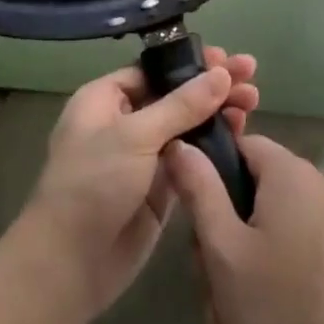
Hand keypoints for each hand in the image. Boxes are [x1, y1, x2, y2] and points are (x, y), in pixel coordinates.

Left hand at [15, 48, 258, 323]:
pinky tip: (241, 136)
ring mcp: (143, 157)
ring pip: (187, 127)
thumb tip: (220, 73)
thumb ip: (181, 105)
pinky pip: (191, 159)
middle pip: (174, 96)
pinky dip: (214, 147)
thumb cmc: (93, 184)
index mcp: (104, 100)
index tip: (226, 60)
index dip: (190, 64)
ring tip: (253, 103)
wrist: (71, 263)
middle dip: (211, 87)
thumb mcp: (135, 136)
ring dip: (217, 114)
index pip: (153, 71)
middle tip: (251, 76)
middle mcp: (123, 123)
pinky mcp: (160, 189)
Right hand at [167, 133, 323, 323]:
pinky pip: (295, 231)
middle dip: (227, 217)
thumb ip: (199, 189)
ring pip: (272, 210)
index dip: (211, 174)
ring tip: (231, 294)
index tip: (196, 218)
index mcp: (292, 172)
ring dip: (246, 243)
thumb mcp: (223, 249)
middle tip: (211, 269)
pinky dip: (272, 255)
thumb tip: (180, 144)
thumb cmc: (275, 309)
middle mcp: (320, 180)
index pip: (240, 145)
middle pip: (256, 180)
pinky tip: (261, 299)